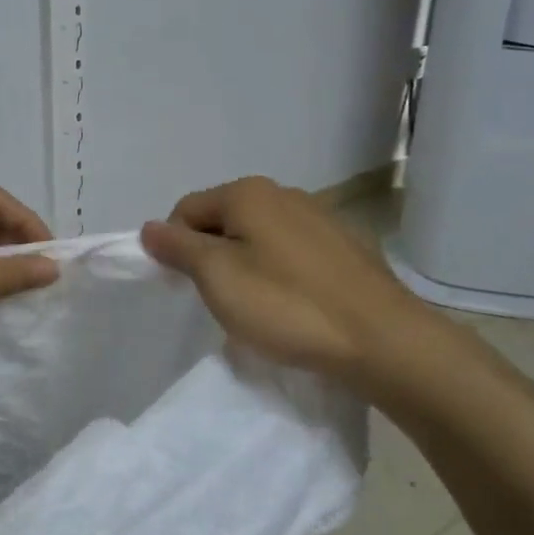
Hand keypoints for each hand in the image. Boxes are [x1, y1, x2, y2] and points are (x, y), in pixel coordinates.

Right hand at [141, 176, 432, 383]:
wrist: (384, 341)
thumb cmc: (287, 305)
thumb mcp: (217, 277)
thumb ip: (178, 247)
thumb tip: (149, 228)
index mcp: (247, 193)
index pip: (186, 210)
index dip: (174, 247)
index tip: (184, 287)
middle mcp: (283, 194)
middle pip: (223, 220)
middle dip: (210, 256)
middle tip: (218, 299)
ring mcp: (320, 218)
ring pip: (258, 237)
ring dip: (244, 266)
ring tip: (256, 307)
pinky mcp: (345, 248)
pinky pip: (291, 254)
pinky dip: (279, 274)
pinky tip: (291, 306)